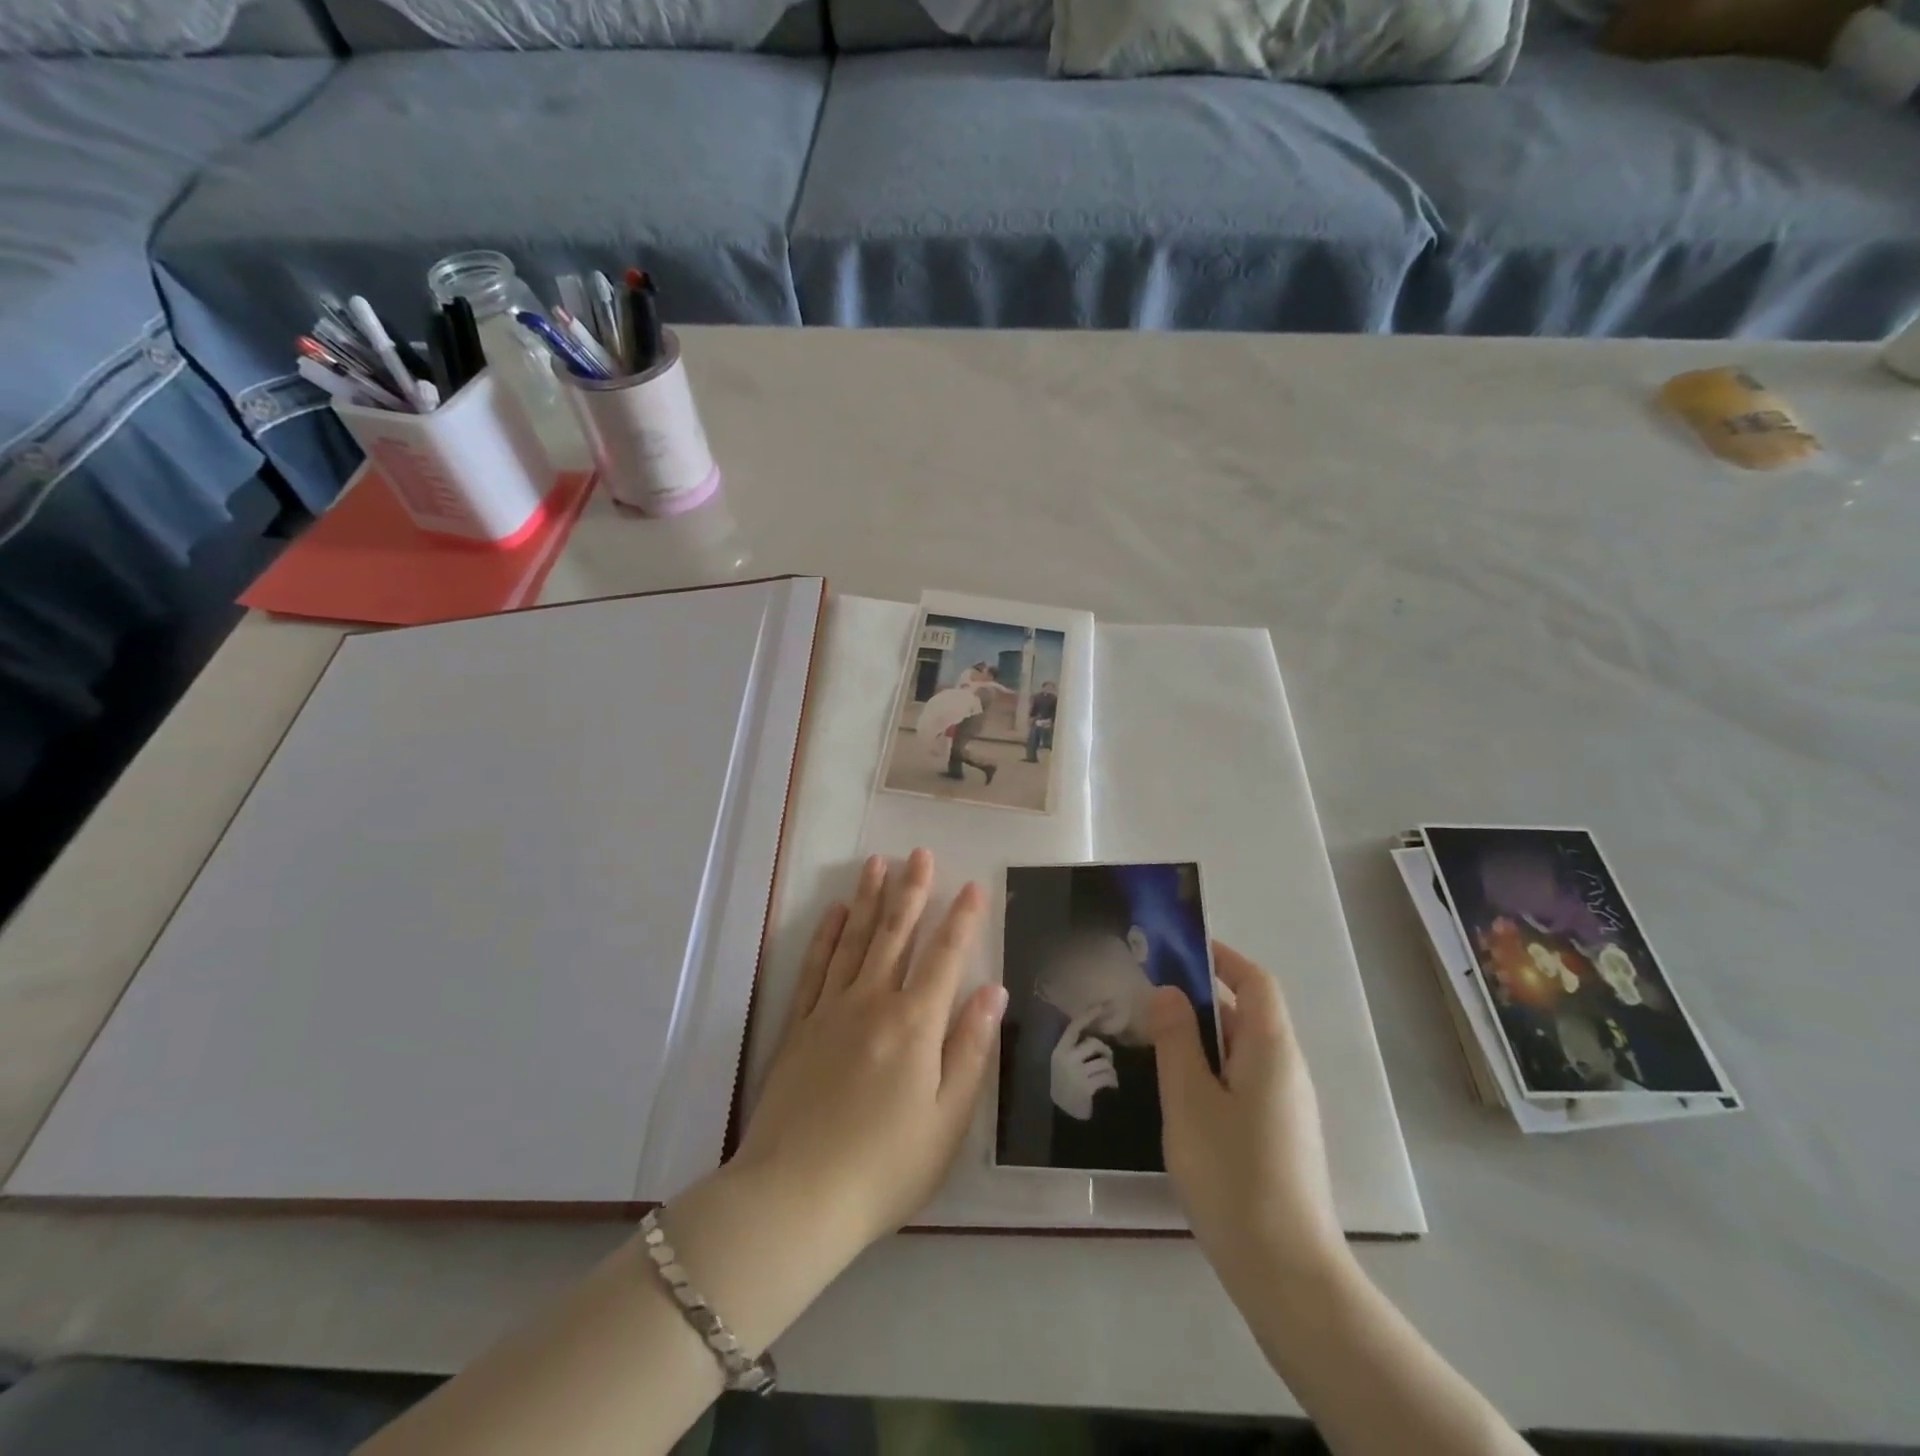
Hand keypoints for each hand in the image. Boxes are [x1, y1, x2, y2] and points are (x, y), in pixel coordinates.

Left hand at [731, 850, 1006, 1258]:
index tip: (973, 886)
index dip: (962, 920)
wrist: (795, 1196)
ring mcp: (831, 1010)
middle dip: (912, 891)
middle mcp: (873, 1002)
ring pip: (855, 940)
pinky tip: (835, 913)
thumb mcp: (947, 1119)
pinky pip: (815, 967)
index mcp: (915, 1025)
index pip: (945, 957)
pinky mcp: (799, 1026)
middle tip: (920, 854)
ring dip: (870, 898)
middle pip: (896, 935)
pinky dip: (827, 936)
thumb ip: (970, 1049)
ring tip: (878, 863)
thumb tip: (991, 991)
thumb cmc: (885, 1166)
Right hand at [1049, 1011, 1116, 1119]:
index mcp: (1059, 1051)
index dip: (1088, 1016)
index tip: (1103, 1006)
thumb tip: (1092, 1034)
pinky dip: (1112, 1082)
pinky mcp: (1087, 1087)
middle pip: (1094, 1043)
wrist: (1065, 1117)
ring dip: (1110, 1070)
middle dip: (1105, 1051)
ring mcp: (1076, 1074)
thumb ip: (1073, 1050)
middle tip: (1107, 1059)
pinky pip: (1107, 1077)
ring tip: (1108, 1078)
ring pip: (1104, 1062)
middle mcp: (1066, 1059)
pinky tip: (1110, 1087)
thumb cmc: (1066, 1087)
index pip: (1074, 1027)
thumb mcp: (1062, 1065)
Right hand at [1148, 942, 1345, 1284]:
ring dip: (1202, 1037)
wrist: (1286, 1273)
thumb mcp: (1189, 1099)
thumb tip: (1168, 992)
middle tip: (1148, 999)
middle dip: (1200, 997)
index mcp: (1271, 1049)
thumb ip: (1176, 1039)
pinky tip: (1178, 1094)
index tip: (1177, 949)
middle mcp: (1286, 1069)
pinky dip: (1211, 1069)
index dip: (1221, 958)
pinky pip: (1243, 1081)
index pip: (1255, 981)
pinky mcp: (1279, 1137)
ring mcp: (1286, 1106)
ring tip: (1153, 1042)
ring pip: (1242, 1051)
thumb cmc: (1232, 1174)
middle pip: (1248, 1013)